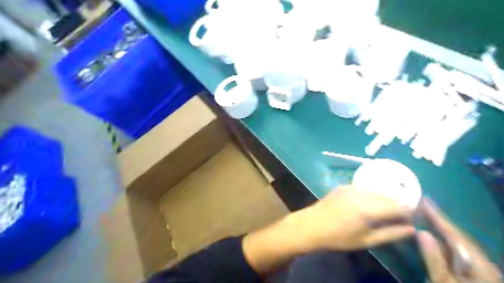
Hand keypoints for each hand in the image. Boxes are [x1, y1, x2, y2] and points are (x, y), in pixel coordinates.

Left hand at [292, 186, 417, 251]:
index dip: (409, 212)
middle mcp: (361, 194)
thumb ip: (391, 234)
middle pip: (389, 196)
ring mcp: (351, 187)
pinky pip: (365, 189)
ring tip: (382, 213)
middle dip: (397, 206)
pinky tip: (366, 206)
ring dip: (384, 200)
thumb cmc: (339, 237)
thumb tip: (412, 229)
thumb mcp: (366, 240)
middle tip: (397, 218)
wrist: (312, 224)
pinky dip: (371, 196)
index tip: (410, 220)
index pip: (399, 206)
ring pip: (377, 191)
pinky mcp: (345, 185)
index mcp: (368, 209)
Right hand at [416, 199, 501, 282]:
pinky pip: (459, 253)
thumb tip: (423, 232)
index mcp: (478, 265)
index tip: (425, 201)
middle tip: (424, 205)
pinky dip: (447, 242)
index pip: (455, 235)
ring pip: (460, 244)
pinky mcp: (475, 276)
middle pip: (459, 237)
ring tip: (428, 216)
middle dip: (441, 220)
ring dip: (444, 229)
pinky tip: (437, 238)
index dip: (439, 217)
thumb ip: (434, 259)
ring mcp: (481, 271)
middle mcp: (483, 264)